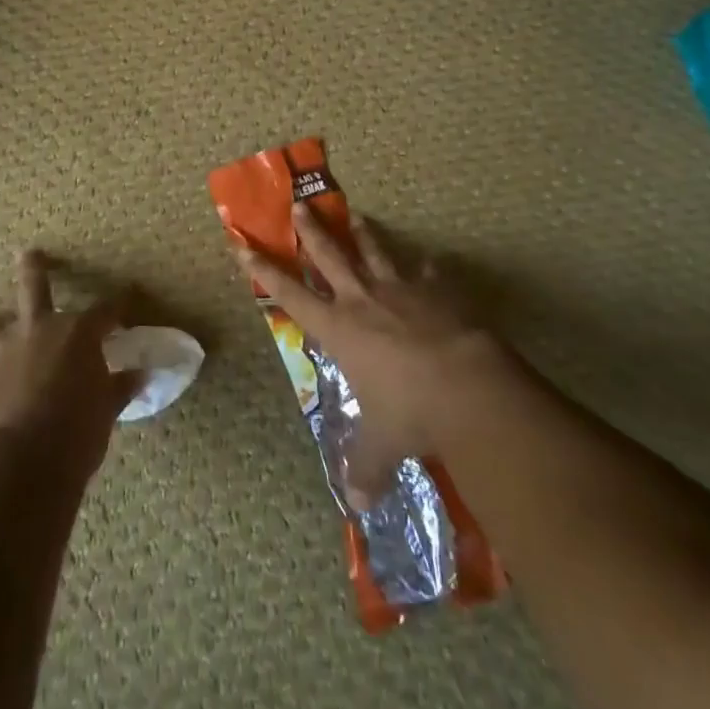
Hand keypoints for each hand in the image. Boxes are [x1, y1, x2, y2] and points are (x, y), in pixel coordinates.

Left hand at [0, 250, 142, 482]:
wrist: (19, 465)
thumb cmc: (75, 435)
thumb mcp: (105, 412)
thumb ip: (118, 388)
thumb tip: (140, 375)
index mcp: (77, 333)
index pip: (106, 310)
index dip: (119, 302)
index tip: (127, 295)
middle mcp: (38, 329)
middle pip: (35, 285)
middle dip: (34, 267)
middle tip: (29, 253)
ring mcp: (1, 351)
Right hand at [236, 203, 513, 504]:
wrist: (468, 385)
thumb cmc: (411, 412)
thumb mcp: (383, 446)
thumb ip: (366, 468)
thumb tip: (357, 504)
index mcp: (339, 329)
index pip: (289, 294)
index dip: (263, 270)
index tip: (241, 243)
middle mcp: (363, 300)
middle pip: (330, 256)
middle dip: (311, 231)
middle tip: (300, 204)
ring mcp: (402, 290)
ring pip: (375, 252)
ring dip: (363, 233)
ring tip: (356, 214)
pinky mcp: (439, 292)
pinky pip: (429, 272)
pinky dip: (426, 267)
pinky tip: (430, 261)